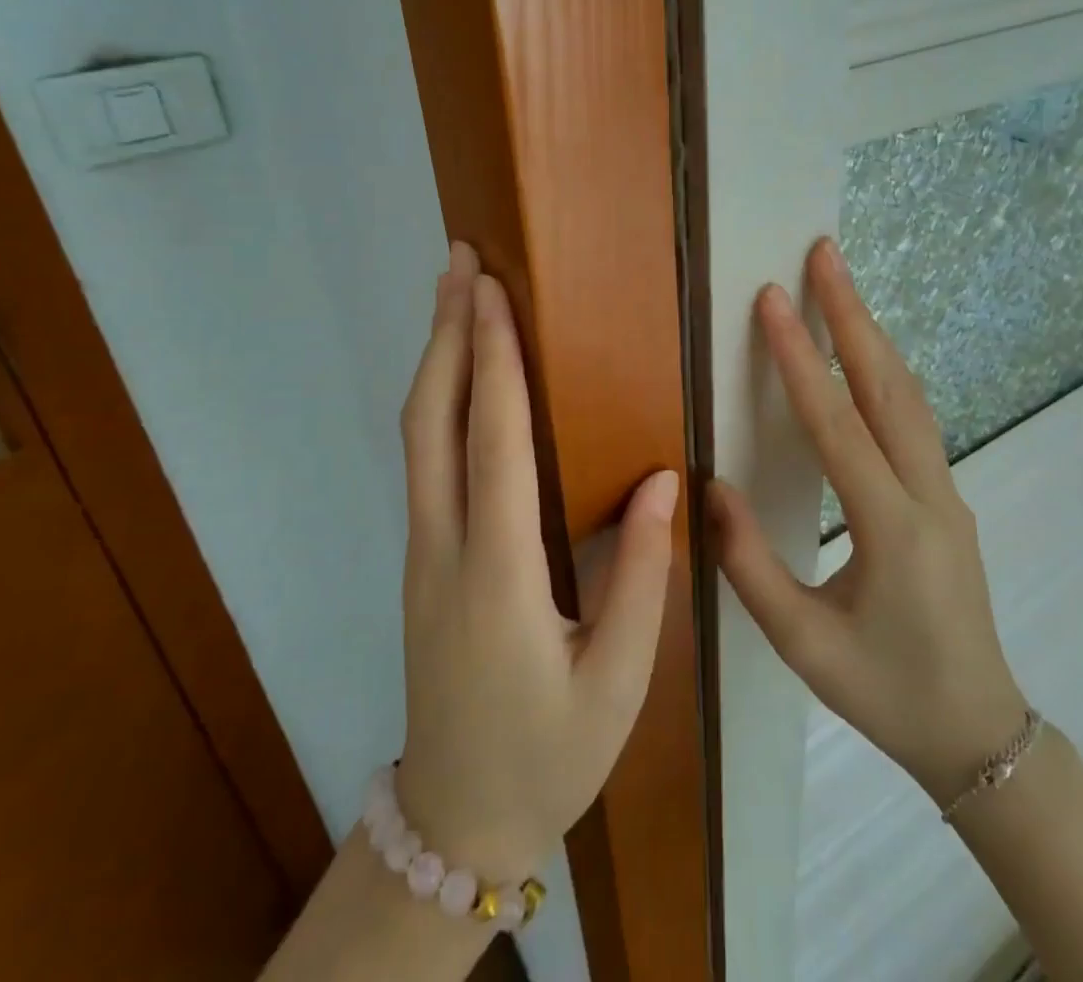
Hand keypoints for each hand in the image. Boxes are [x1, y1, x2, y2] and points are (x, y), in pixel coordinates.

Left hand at [392, 242, 678, 881]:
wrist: (456, 822)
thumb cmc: (548, 754)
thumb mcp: (619, 681)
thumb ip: (644, 576)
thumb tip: (664, 477)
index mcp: (498, 573)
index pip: (495, 441)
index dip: (493, 359)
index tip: (492, 291)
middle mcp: (445, 546)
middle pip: (431, 420)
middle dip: (445, 332)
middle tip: (458, 262)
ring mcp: (422, 551)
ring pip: (419, 435)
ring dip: (435, 358)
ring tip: (453, 296)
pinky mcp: (422, 559)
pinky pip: (425, 460)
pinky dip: (439, 399)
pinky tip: (460, 377)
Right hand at [709, 237, 1029, 804]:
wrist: (979, 734)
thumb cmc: (885, 693)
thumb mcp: (803, 645)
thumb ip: (749, 565)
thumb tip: (710, 487)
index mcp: (890, 530)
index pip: (837, 425)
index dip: (798, 359)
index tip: (774, 299)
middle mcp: (929, 495)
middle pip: (888, 386)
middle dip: (853, 314)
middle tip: (825, 253)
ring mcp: (948, 491)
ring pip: (909, 395)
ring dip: (873, 335)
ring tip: (842, 284)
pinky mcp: (948, 497)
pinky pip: (915, 418)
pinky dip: (885, 371)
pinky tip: (864, 354)